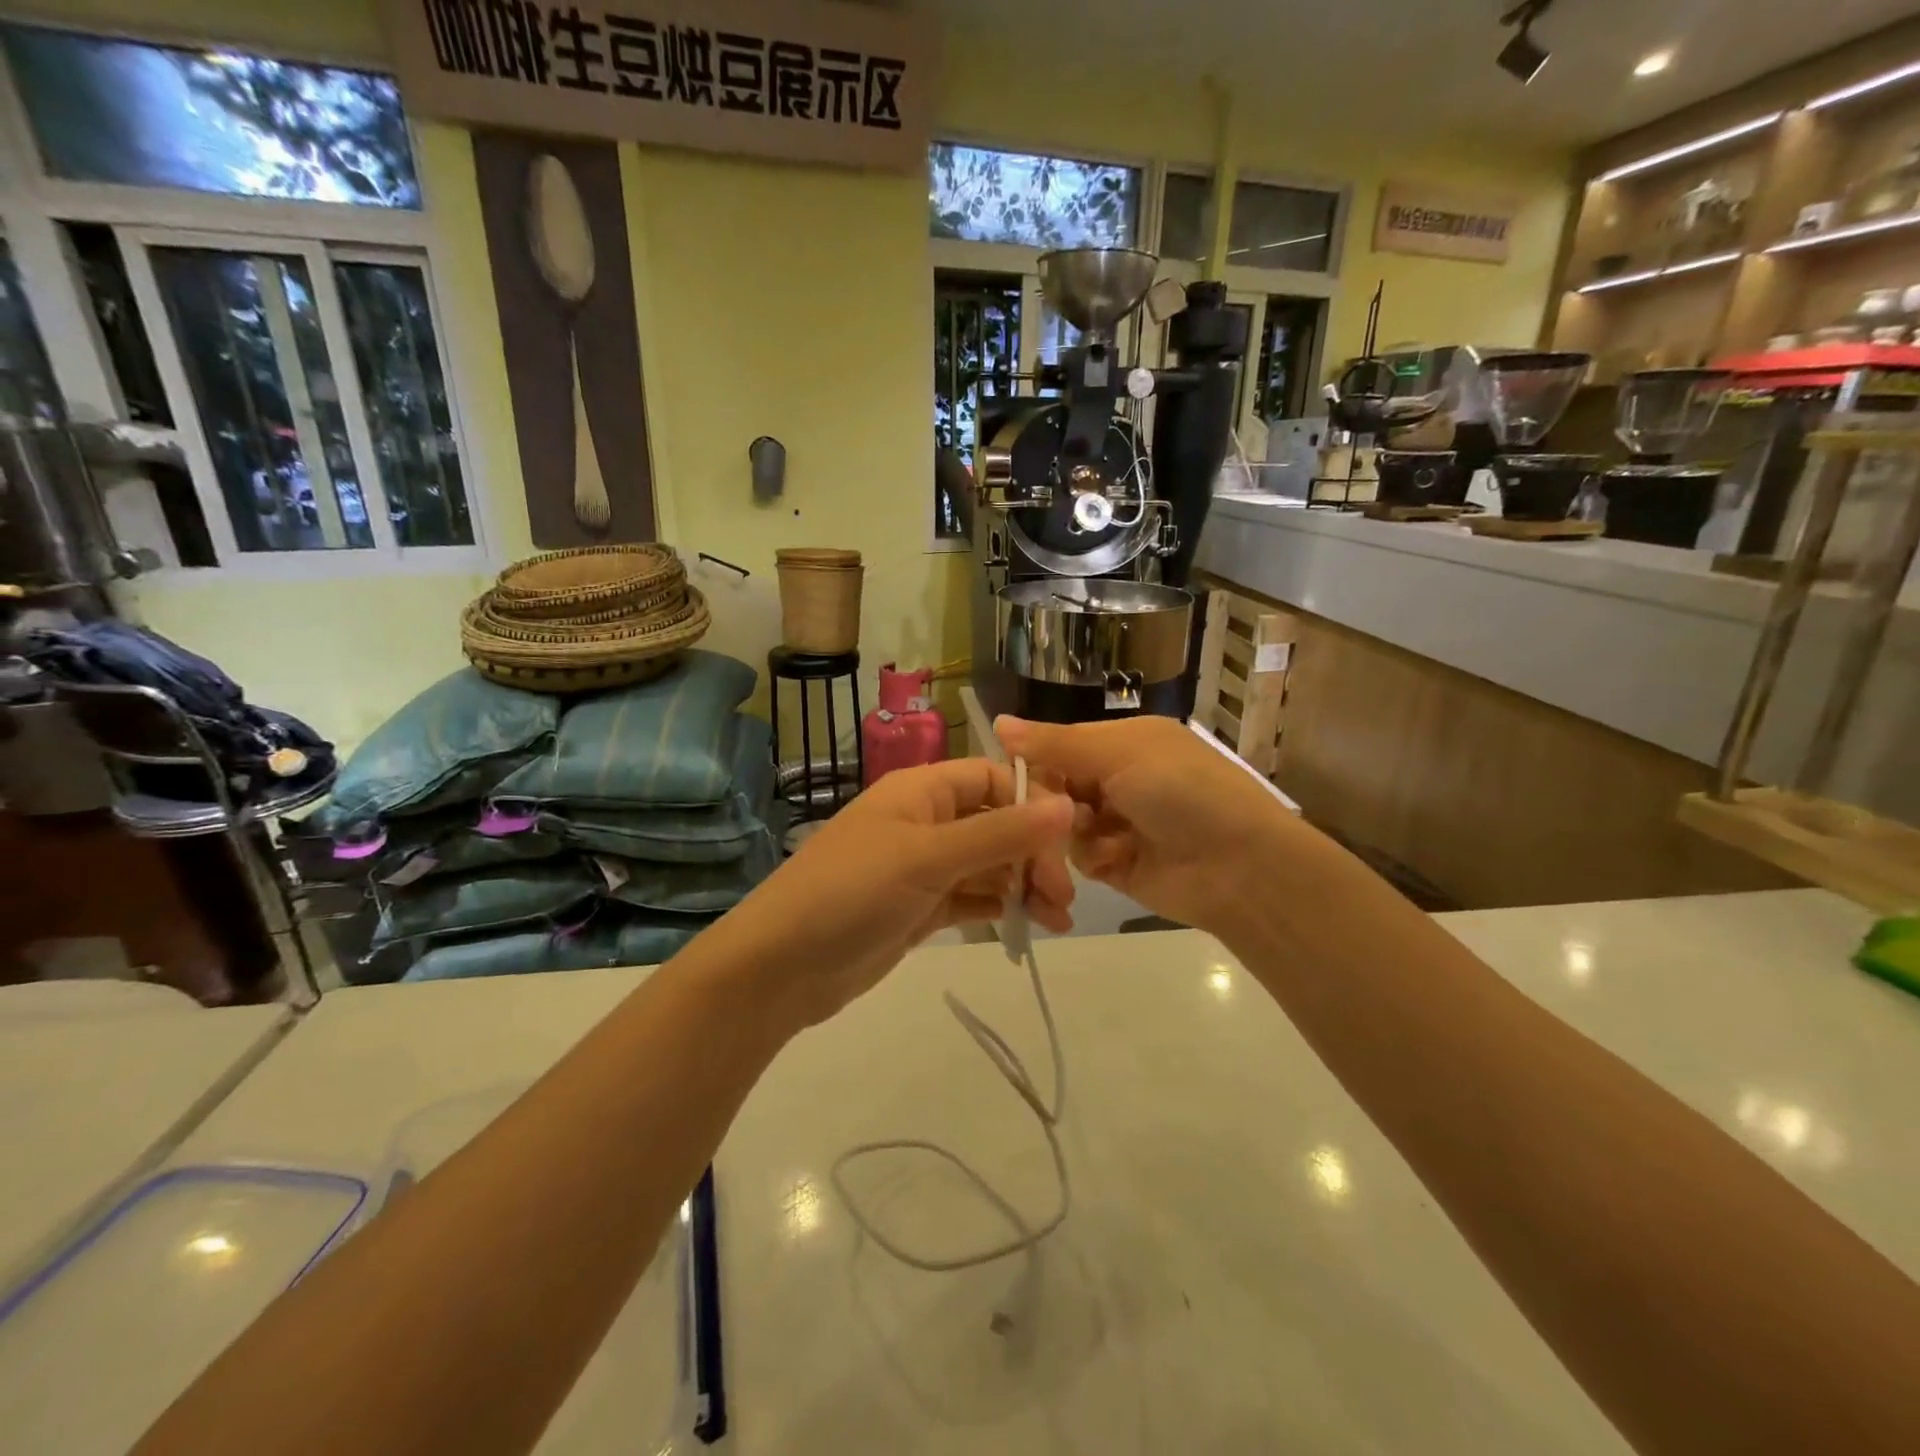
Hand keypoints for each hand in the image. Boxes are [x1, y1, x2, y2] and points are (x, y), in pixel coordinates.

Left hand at [714, 759, 1074, 1029]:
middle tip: (1062, 898)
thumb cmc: (852, 893)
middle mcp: (924, 821)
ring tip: (1057, 920)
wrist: (780, 967)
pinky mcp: (918, 907)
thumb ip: (1000, 833)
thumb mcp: (928, 858)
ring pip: (987, 864)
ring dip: (1023, 885)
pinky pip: (970, 897)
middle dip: (1033, 854)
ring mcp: (921, 867)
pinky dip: (999, 907)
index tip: (1066, 843)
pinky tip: (1027, 925)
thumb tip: (1068, 804)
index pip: (992, 779)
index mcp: (921, 791)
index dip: (1032, 804)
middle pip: (996, 823)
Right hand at [995, 714, 1312, 937]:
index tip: (1014, 778)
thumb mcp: (1120, 754)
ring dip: (1071, 834)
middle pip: (1057, 787)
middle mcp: (1119, 778)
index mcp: (1124, 742)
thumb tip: (997, 721)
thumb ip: (1056, 744)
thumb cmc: (1182, 793)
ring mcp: (1118, 823)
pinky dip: (1092, 858)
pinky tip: (1116, 860)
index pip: (1060, 745)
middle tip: (1063, 815)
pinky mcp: (1118, 864)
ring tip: (1101, 842)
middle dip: (1051, 803)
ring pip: (1062, 824)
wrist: (1240, 867)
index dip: (1037, 761)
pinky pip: (1081, 857)